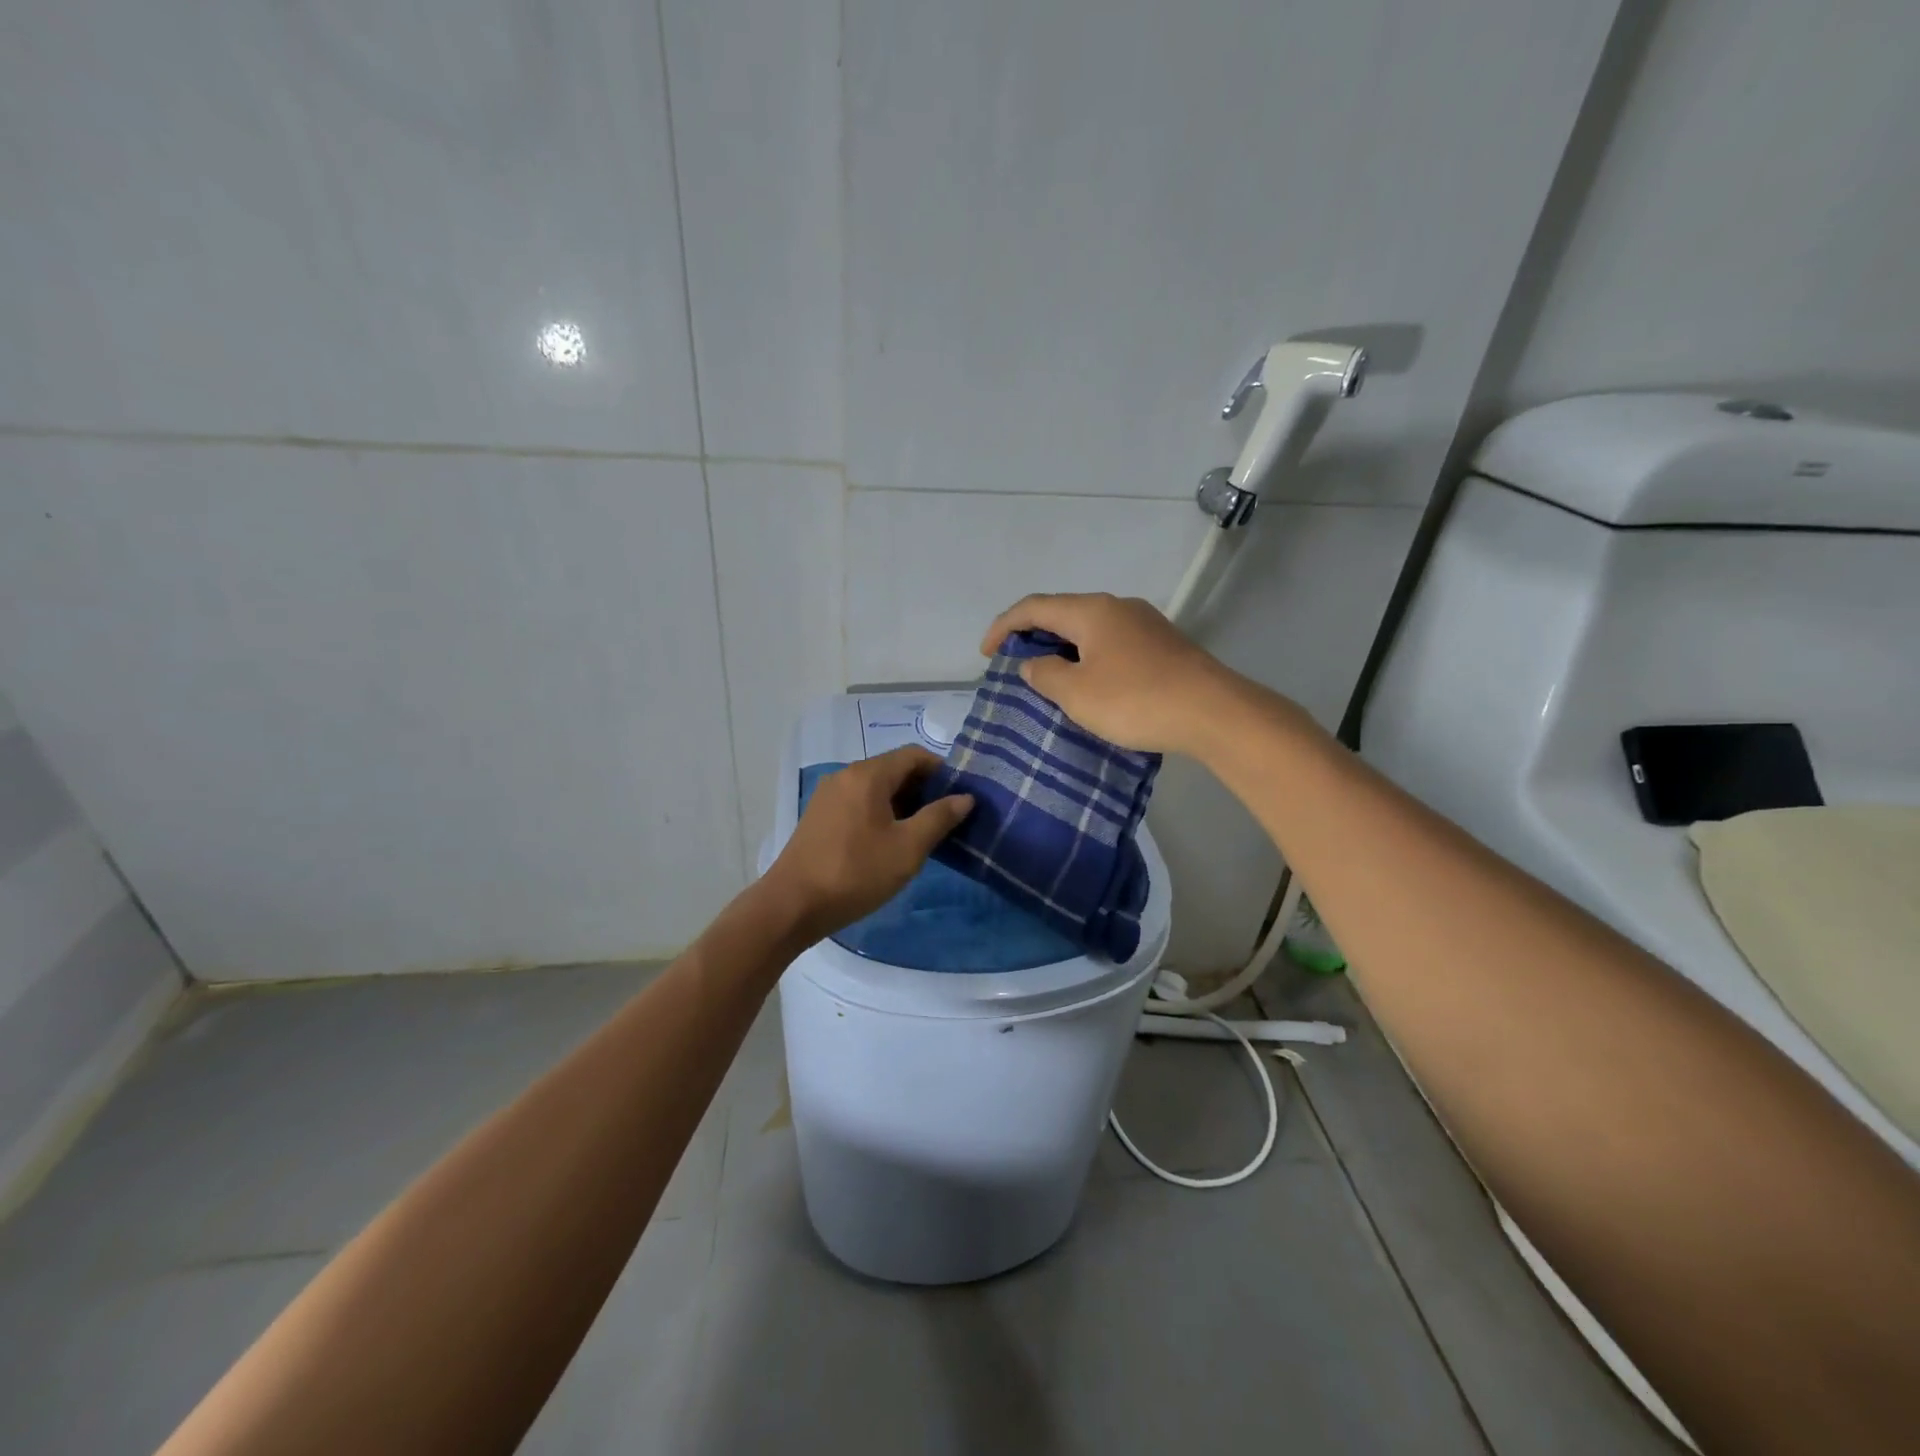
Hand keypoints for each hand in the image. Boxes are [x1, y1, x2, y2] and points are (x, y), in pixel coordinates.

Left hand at [763, 746, 973, 941]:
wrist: (792, 905)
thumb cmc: (856, 873)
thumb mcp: (907, 848)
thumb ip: (939, 818)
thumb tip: (964, 798)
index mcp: (868, 775)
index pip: (914, 755)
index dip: (942, 770)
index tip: (960, 795)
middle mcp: (846, 775)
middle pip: (894, 768)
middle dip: (923, 788)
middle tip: (947, 817)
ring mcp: (829, 795)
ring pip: (876, 787)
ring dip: (902, 802)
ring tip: (923, 832)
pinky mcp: (820, 816)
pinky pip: (859, 802)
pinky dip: (881, 812)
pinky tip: (890, 840)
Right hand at [980, 592, 1242, 755]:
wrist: (1213, 713)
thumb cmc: (1135, 700)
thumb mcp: (1076, 693)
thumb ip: (1045, 675)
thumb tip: (1033, 663)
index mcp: (1091, 611)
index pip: (1034, 607)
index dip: (1003, 627)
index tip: (986, 655)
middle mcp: (1118, 607)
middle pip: (1063, 613)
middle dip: (1034, 636)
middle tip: (1017, 667)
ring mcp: (1145, 624)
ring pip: (1090, 630)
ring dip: (1064, 649)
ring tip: (1051, 679)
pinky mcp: (1164, 646)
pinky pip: (1113, 644)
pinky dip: (1090, 658)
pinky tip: (1093, 684)